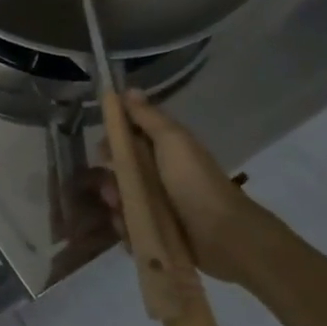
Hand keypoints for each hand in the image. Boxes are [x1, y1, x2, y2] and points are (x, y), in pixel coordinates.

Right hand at [98, 90, 258, 281]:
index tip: (102, 149)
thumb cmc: (194, 182)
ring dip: (114, 203)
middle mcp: (160, 175)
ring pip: (122, 198)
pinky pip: (129, 225)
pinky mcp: (156, 232)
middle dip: (109, 176)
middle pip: (121, 170)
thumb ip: (148, 117)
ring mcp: (158, 205)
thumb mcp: (172, 141)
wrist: (224, 236)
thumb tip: (128, 89)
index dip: (113, 140)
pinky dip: (124, 227)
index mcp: (165, 150)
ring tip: (118, 210)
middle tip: (110, 186)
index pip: (129, 138)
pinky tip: (127, 229)